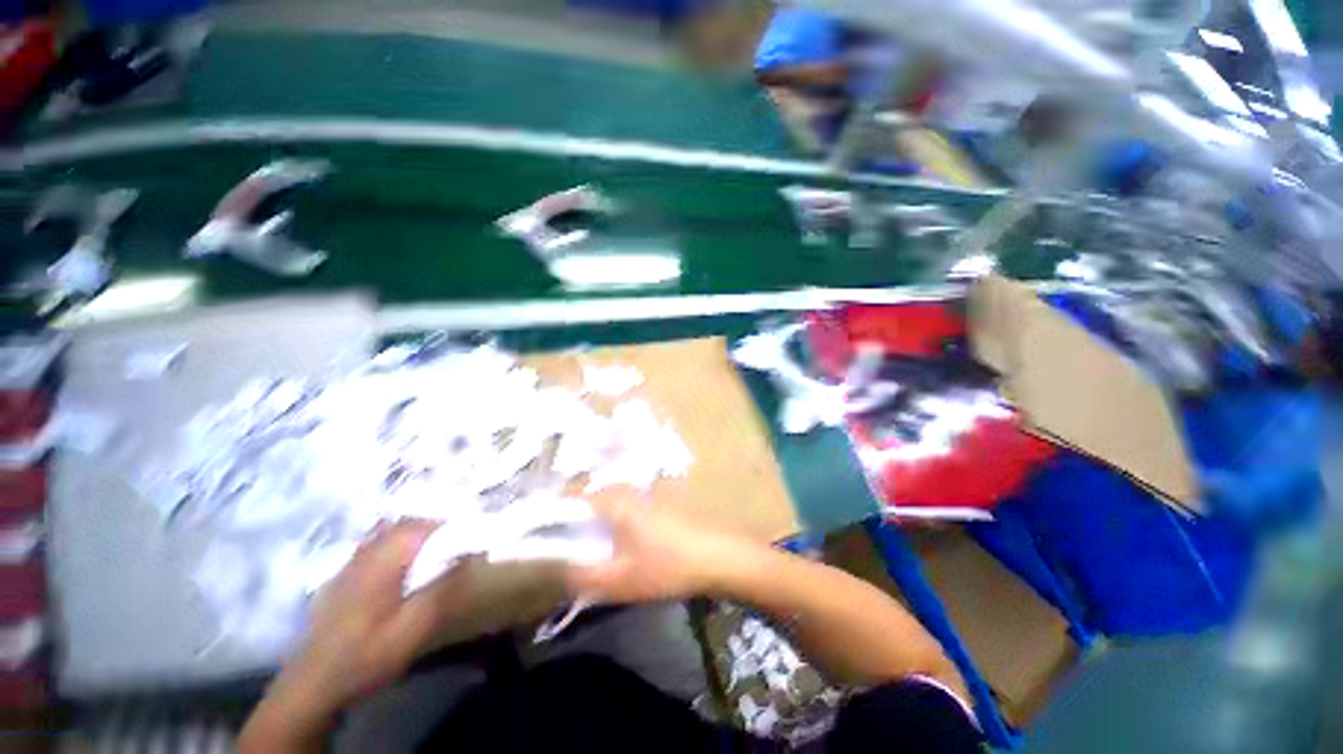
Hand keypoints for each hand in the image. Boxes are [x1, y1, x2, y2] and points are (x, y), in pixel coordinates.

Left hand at [243, 521, 459, 749]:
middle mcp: (365, 553)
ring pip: (388, 532)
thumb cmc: (366, 654)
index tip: (469, 535)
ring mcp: (349, 563)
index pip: (422, 525)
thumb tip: (470, 556)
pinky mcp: (342, 577)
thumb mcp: (412, 628)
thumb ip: (442, 588)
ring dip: (414, 534)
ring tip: (434, 550)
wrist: (312, 684)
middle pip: (405, 524)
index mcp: (383, 560)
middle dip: (434, 527)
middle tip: (456, 542)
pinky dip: (395, 545)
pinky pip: (374, 546)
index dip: (450, 525)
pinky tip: (401, 566)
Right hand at [564, 494, 751, 603]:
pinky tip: (619, 545)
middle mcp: (626, 488)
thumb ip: (583, 576)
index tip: (538, 538)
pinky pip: (623, 508)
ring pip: (606, 503)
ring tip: (590, 551)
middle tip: (566, 551)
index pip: (569, 498)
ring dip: (593, 524)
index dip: (549, 516)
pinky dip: (612, 523)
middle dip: (571, 523)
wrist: (720, 554)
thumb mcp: (621, 580)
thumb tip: (558, 568)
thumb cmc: (669, 565)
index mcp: (613, 500)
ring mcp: (644, 493)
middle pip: (587, 499)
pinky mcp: (656, 502)